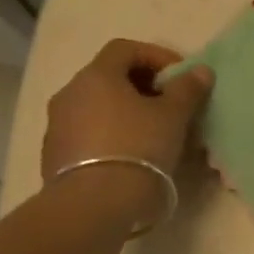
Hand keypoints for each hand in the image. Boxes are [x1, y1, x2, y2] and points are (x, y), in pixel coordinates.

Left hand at [41, 40, 212, 190]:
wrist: (93, 205)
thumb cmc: (138, 148)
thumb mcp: (173, 116)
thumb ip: (187, 89)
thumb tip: (200, 71)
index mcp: (96, 76)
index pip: (125, 49)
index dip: (156, 56)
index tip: (179, 77)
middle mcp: (70, 94)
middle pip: (108, 77)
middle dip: (141, 86)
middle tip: (168, 105)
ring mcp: (57, 126)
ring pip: (96, 107)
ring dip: (123, 112)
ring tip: (151, 133)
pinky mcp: (53, 156)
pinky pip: (86, 134)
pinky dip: (108, 135)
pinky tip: (128, 157)